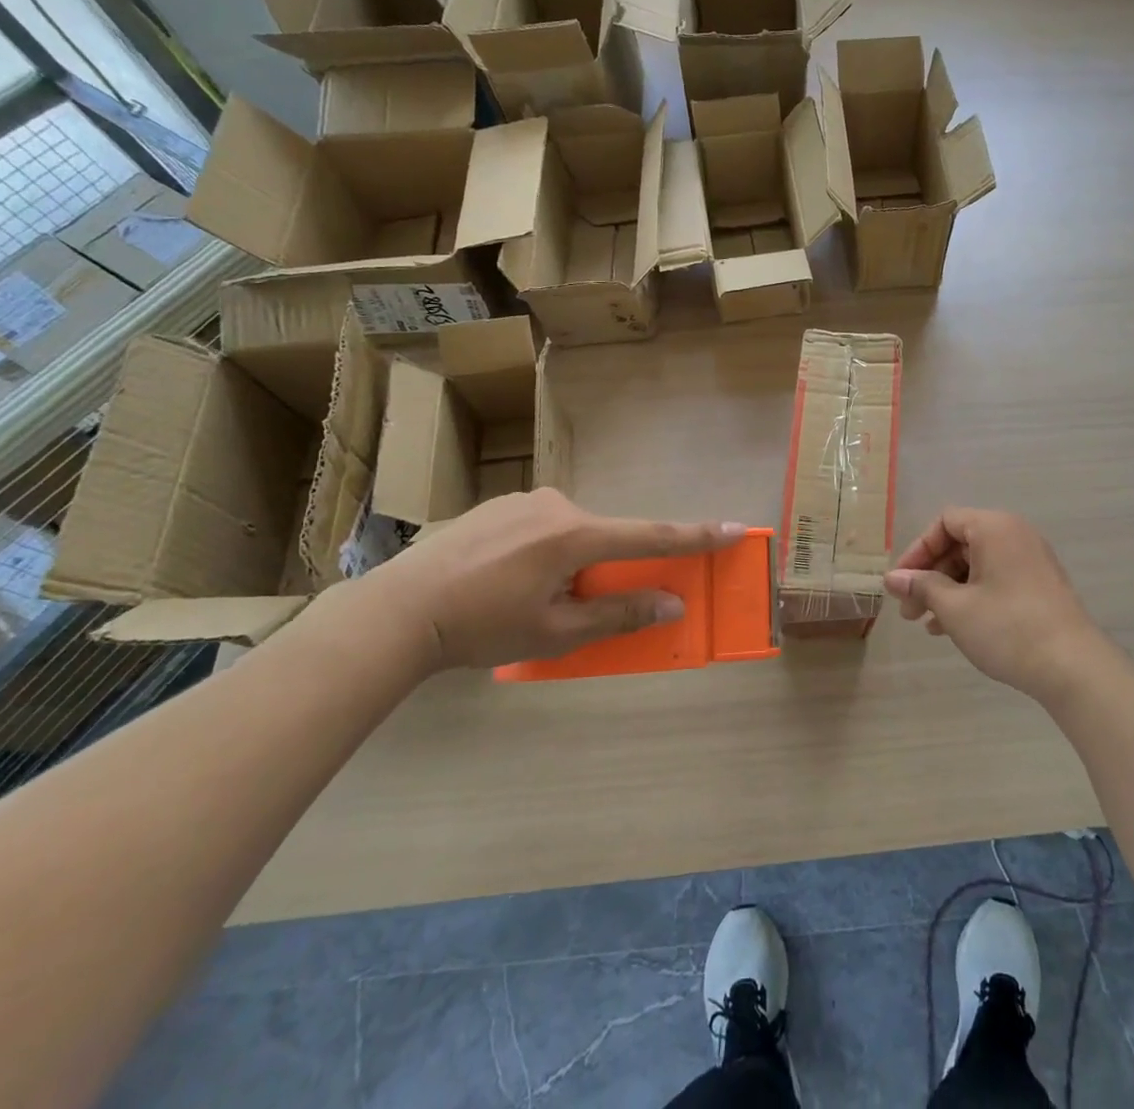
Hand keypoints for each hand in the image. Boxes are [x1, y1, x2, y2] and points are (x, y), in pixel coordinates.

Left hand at [370, 489, 746, 670]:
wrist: (398, 608)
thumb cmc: (483, 627)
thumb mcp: (556, 633)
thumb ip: (618, 614)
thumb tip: (672, 604)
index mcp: (576, 536)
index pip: (651, 536)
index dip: (696, 536)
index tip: (735, 528)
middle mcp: (558, 506)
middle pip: (605, 538)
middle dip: (602, 570)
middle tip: (566, 608)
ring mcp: (526, 500)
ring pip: (571, 532)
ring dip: (568, 562)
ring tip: (523, 600)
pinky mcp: (499, 505)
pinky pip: (541, 525)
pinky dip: (541, 551)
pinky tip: (502, 579)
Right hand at [885, 508, 1113, 703]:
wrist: (1073, 667)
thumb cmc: (1007, 628)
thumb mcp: (955, 608)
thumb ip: (921, 587)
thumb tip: (892, 579)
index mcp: (994, 527)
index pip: (945, 522)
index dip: (918, 550)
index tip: (902, 583)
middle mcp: (1014, 535)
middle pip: (960, 543)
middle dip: (930, 576)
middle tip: (910, 611)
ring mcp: (1030, 561)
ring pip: (976, 565)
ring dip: (947, 590)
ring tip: (927, 624)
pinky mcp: (1039, 586)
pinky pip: (995, 580)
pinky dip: (971, 597)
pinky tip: (953, 628)